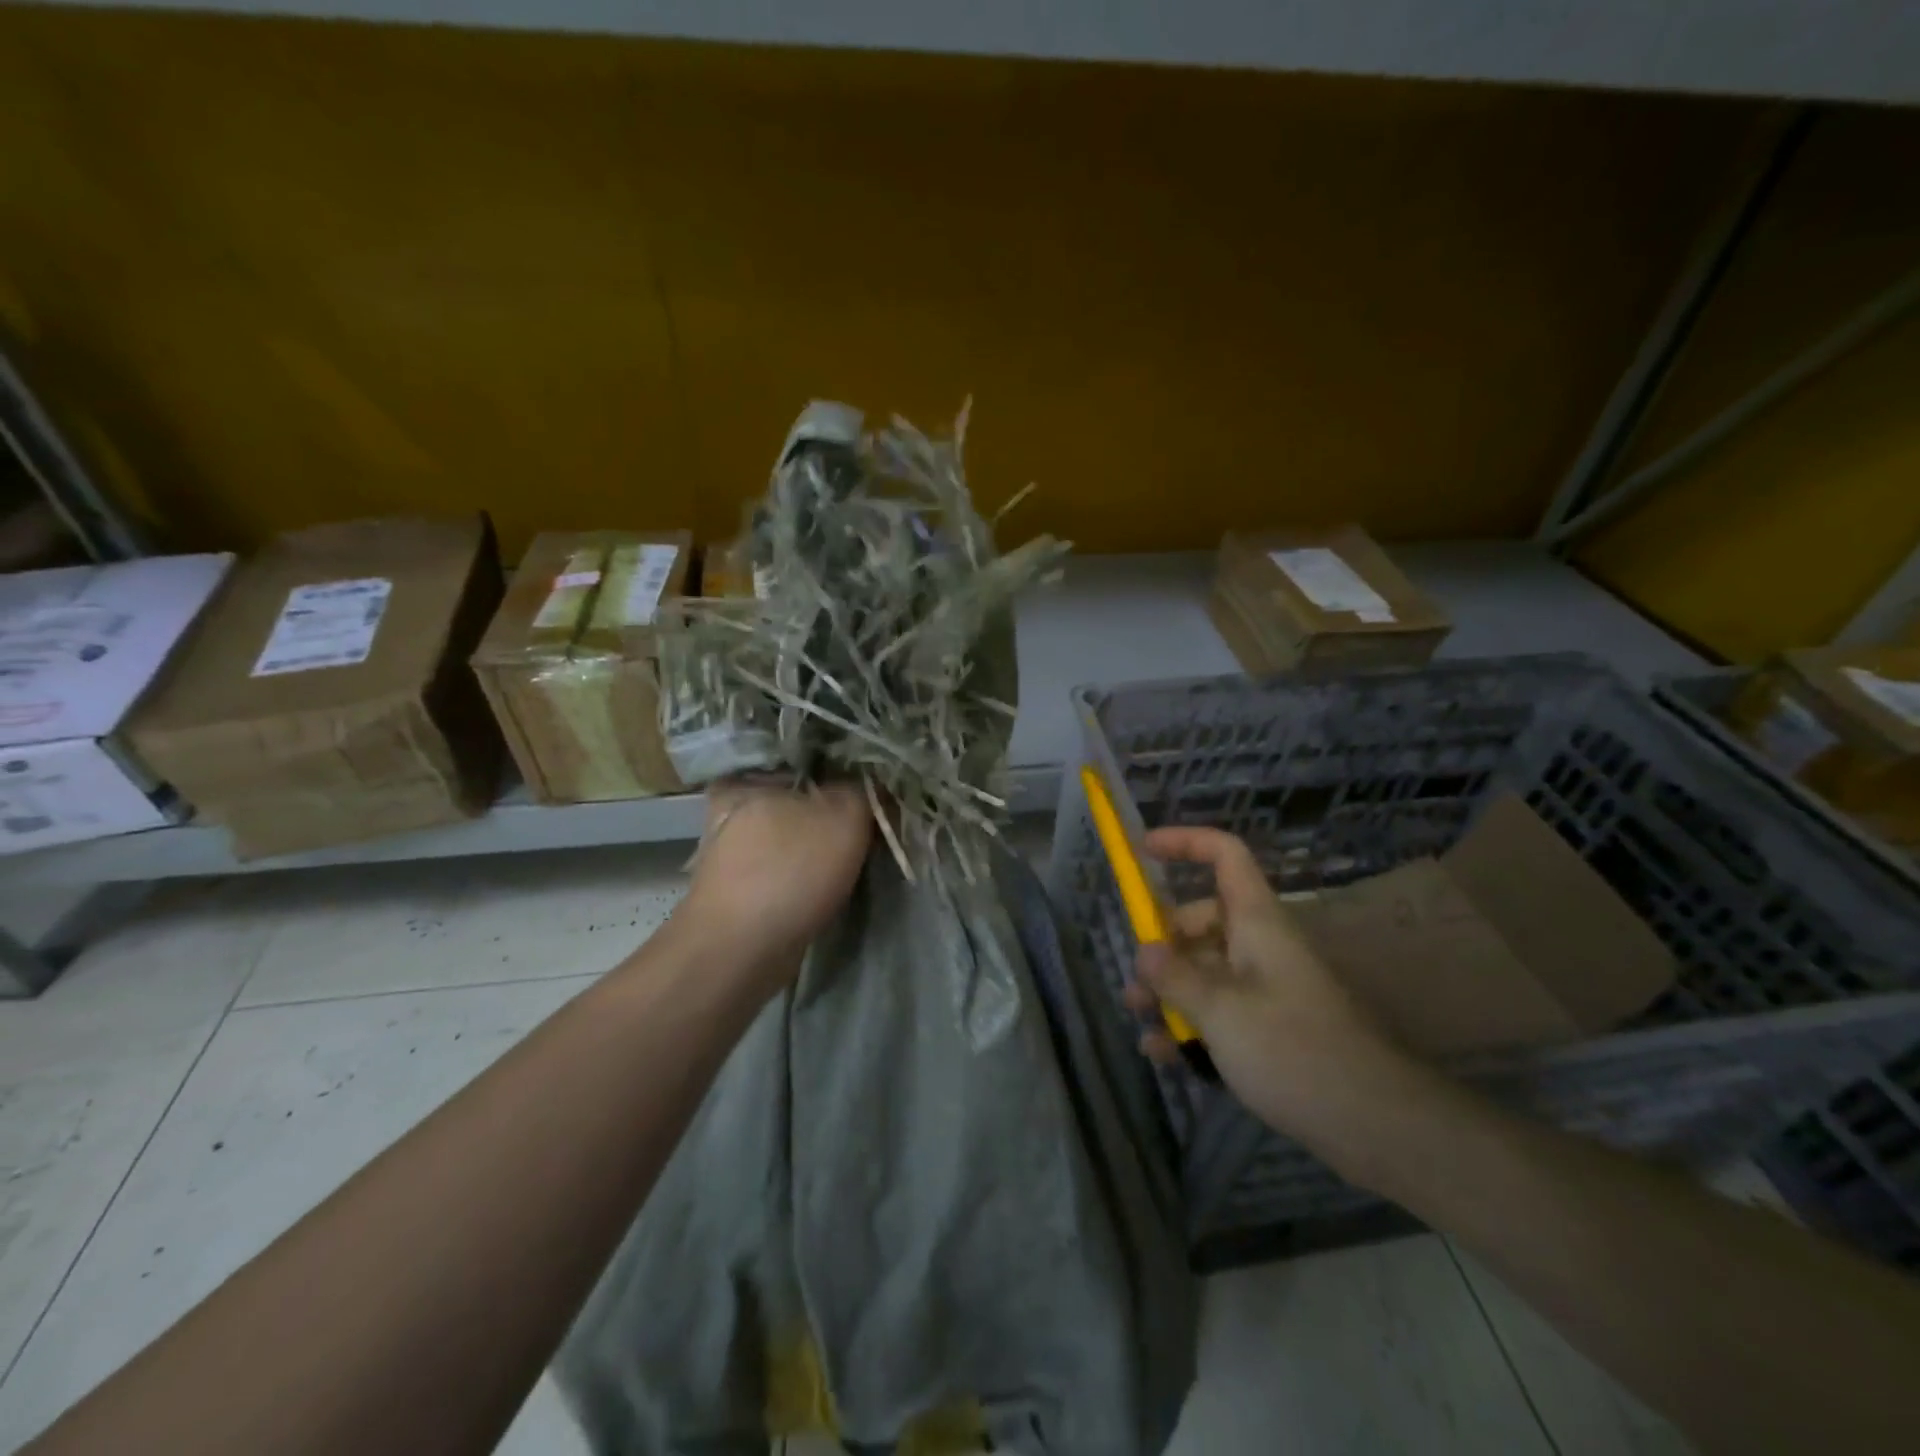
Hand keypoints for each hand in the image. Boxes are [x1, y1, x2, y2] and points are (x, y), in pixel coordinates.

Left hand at [678, 778, 872, 993]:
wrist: (739, 952)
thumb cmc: (789, 871)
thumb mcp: (845, 815)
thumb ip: (864, 789)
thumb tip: (875, 783)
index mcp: (748, 775)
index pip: (809, 756)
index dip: (848, 769)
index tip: (876, 786)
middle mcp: (732, 805)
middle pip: (801, 795)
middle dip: (835, 806)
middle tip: (873, 819)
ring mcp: (732, 847)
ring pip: (794, 831)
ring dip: (823, 840)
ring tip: (860, 849)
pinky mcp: (740, 883)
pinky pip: (786, 862)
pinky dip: (809, 868)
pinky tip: (834, 876)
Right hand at [1122, 826, 1406, 1140]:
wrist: (1376, 1124)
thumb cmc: (1294, 1050)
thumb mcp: (1221, 1011)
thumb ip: (1175, 977)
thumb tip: (1144, 951)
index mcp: (1256, 921)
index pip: (1224, 855)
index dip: (1184, 843)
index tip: (1141, 849)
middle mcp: (1259, 946)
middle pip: (1201, 920)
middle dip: (1160, 944)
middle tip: (1134, 980)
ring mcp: (1265, 988)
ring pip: (1204, 970)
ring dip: (1168, 990)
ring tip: (1139, 1018)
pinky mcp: (1269, 1029)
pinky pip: (1218, 1011)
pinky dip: (1189, 1024)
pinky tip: (1162, 1053)